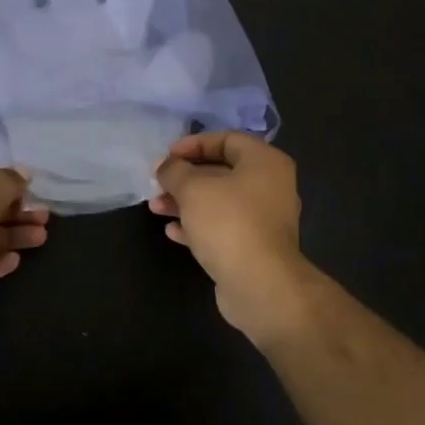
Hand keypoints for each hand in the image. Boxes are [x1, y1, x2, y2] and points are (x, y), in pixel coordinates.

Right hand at [150, 132, 316, 343]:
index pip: (227, 139)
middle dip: (185, 177)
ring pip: (219, 201)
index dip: (194, 144)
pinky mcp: (254, 247)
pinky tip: (172, 231)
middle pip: (221, 171)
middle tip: (158, 183)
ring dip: (185, 202)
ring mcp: (263, 219)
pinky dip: (198, 226)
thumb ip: (175, 171)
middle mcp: (270, 186)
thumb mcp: (193, 188)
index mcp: (264, 162)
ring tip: (155, 208)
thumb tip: (165, 166)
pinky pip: (222, 227)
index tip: (168, 156)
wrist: (260, 286)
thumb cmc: (228, 223)